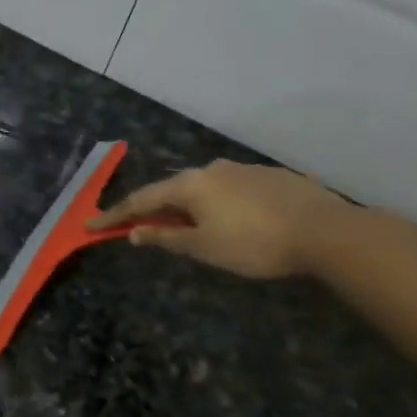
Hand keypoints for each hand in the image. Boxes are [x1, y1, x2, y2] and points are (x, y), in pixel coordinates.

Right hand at [90, 160, 351, 278]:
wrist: (326, 231)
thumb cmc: (254, 243)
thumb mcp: (204, 248)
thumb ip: (166, 239)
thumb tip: (134, 232)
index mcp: (191, 185)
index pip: (142, 200)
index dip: (115, 214)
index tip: (91, 224)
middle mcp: (212, 169)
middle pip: (173, 190)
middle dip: (154, 209)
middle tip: (141, 228)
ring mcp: (243, 169)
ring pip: (205, 188)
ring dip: (190, 206)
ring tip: (191, 227)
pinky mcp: (271, 176)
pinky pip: (232, 190)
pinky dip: (220, 204)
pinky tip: (234, 221)